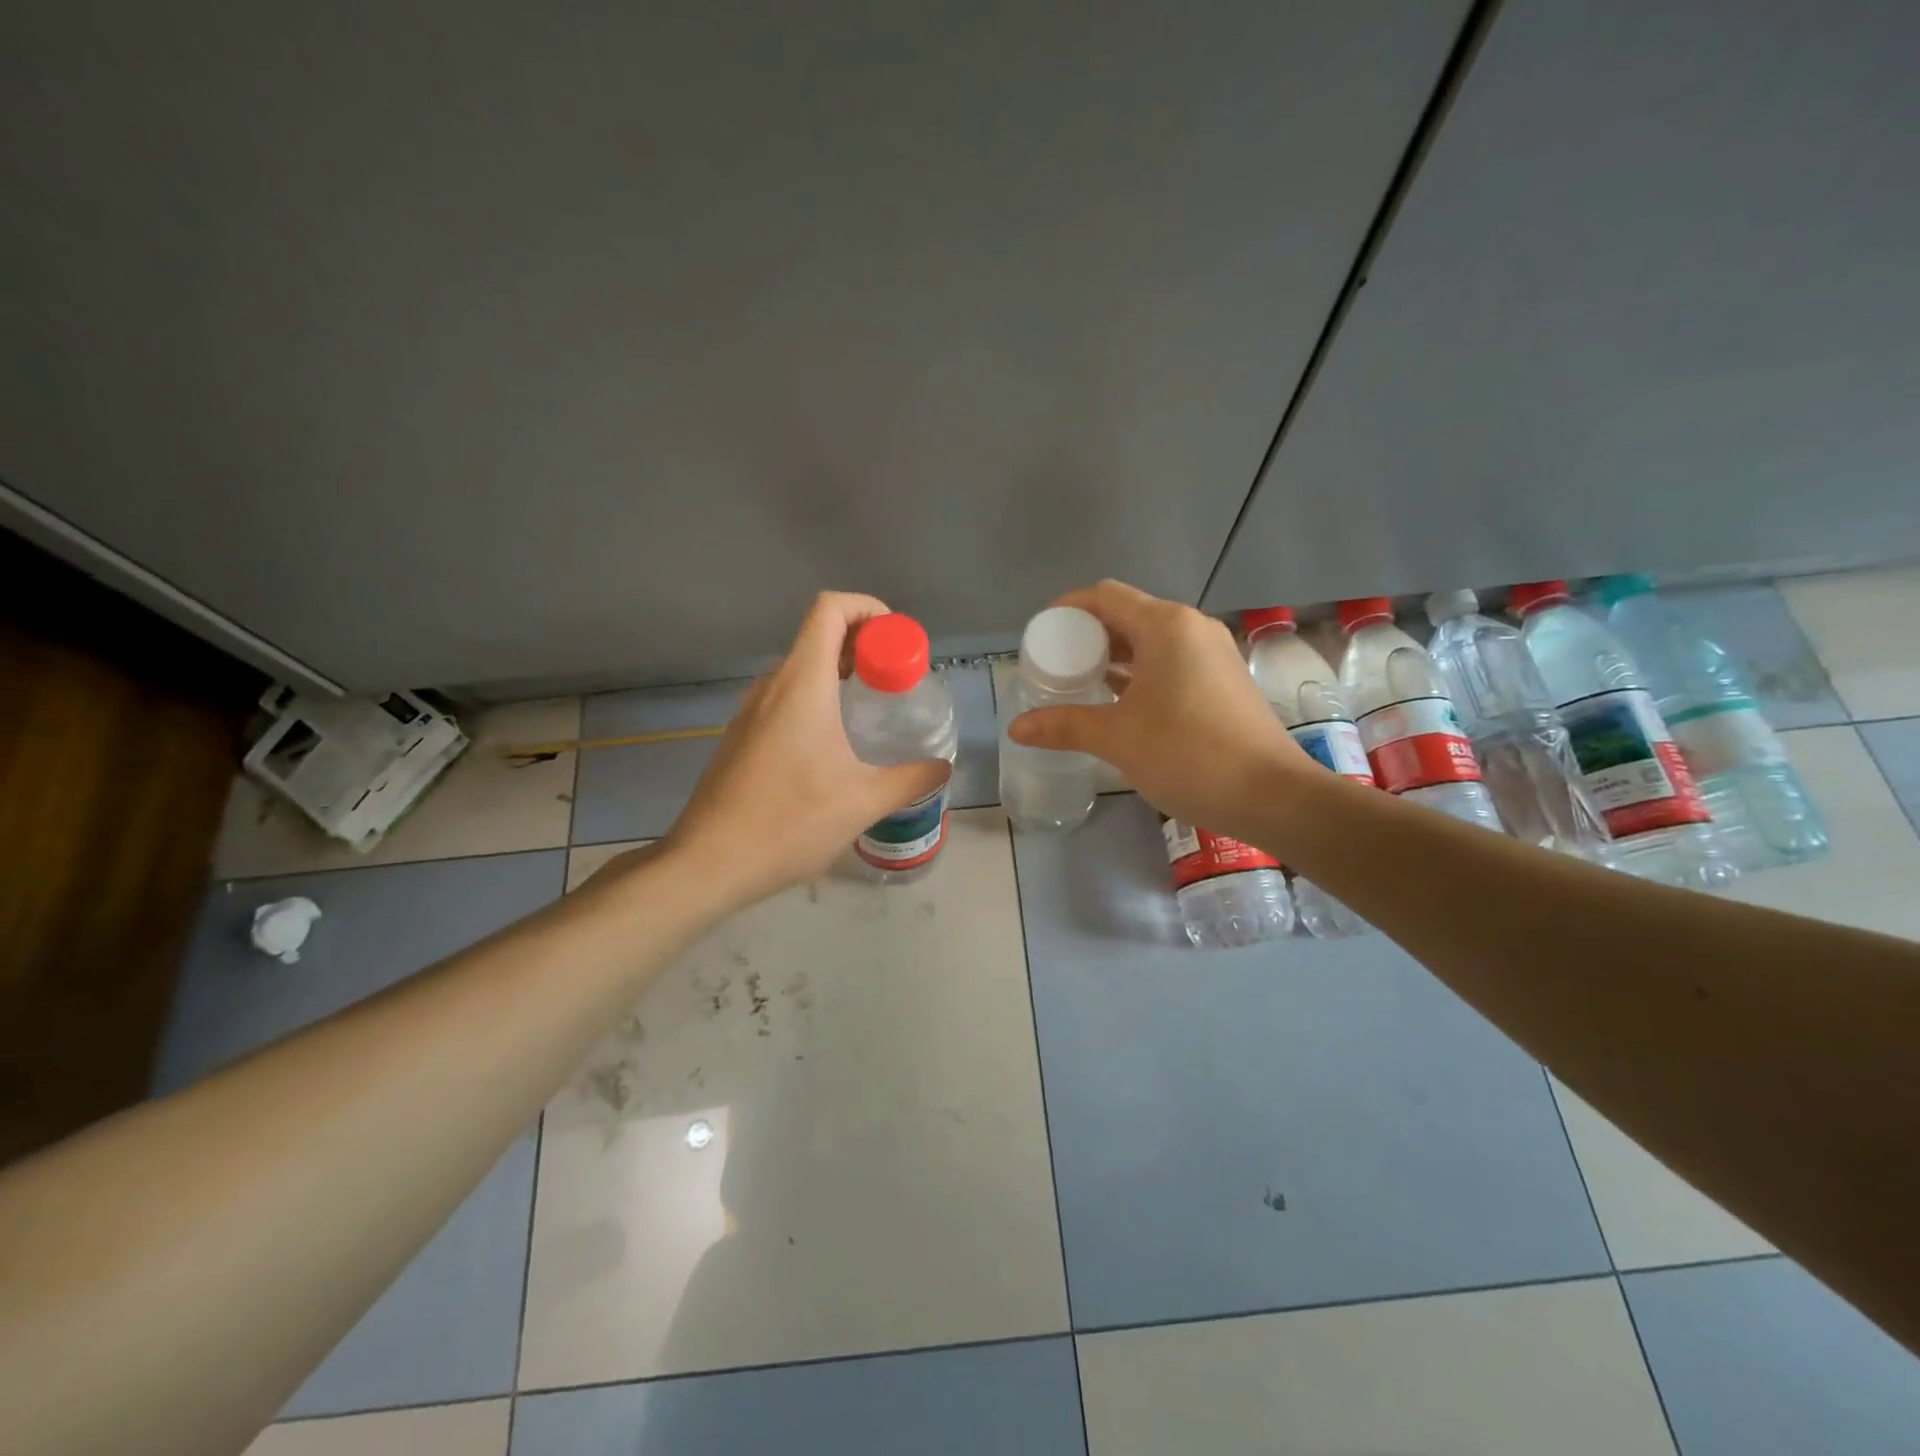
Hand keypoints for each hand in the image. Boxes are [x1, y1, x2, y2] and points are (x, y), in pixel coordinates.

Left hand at [656, 592, 950, 910]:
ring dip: (840, 673)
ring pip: (801, 668)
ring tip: (872, 709)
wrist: (708, 863)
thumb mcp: (863, 802)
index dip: (868, 609)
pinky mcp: (741, 736)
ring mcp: (751, 711)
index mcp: (802, 685)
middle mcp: (773, 686)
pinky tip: (834, 745)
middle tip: (897, 680)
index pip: (831, 609)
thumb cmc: (789, 823)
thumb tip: (942, 768)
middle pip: (819, 635)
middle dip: (863, 645)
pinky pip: (785, 697)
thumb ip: (910, 779)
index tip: (897, 643)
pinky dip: (817, 698)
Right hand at [1006, 579, 1312, 836]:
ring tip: (1080, 684)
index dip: (1068, 610)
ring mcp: (1212, 654)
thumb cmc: (1188, 754)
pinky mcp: (1223, 681)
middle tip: (1055, 665)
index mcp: (1165, 626)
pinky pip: (1170, 663)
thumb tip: (1016, 727)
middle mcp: (1191, 628)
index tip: (1041, 635)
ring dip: (1114, 657)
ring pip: (1150, 641)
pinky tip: (1118, 703)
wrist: (1272, 794)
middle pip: (1127, 615)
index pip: (1104, 597)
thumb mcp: (1118, 739)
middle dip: (1088, 637)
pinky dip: (1140, 674)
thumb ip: (1064, 726)